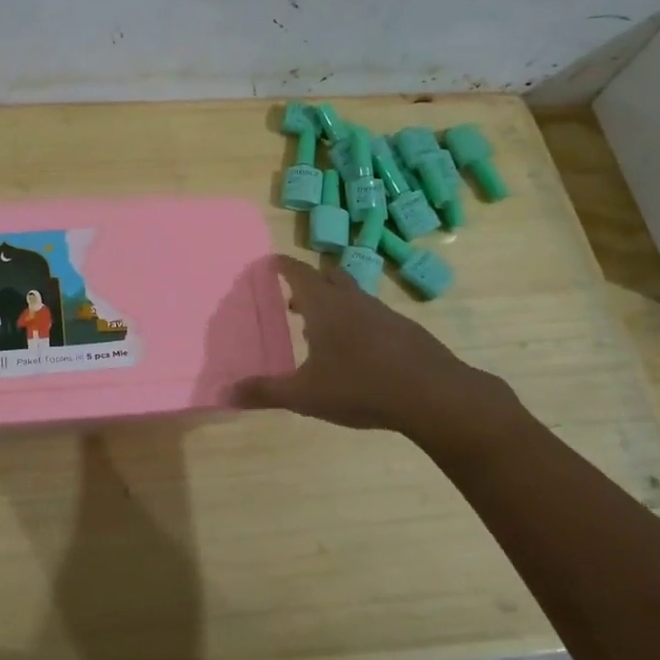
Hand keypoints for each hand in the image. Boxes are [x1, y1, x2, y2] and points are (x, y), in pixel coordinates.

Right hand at [229, 255, 522, 447]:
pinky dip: (357, 322)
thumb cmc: (360, 387)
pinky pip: (372, 314)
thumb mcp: (305, 395)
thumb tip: (226, 393)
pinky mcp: (405, 329)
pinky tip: (357, 353)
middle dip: (309, 283)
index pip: (298, 272)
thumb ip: (265, 392)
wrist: (434, 395)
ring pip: (353, 295)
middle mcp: (352, 300)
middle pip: (328, 276)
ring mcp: (383, 312)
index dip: (282, 266)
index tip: (270, 263)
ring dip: (334, 304)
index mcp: (324, 307)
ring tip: (321, 332)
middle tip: (293, 301)